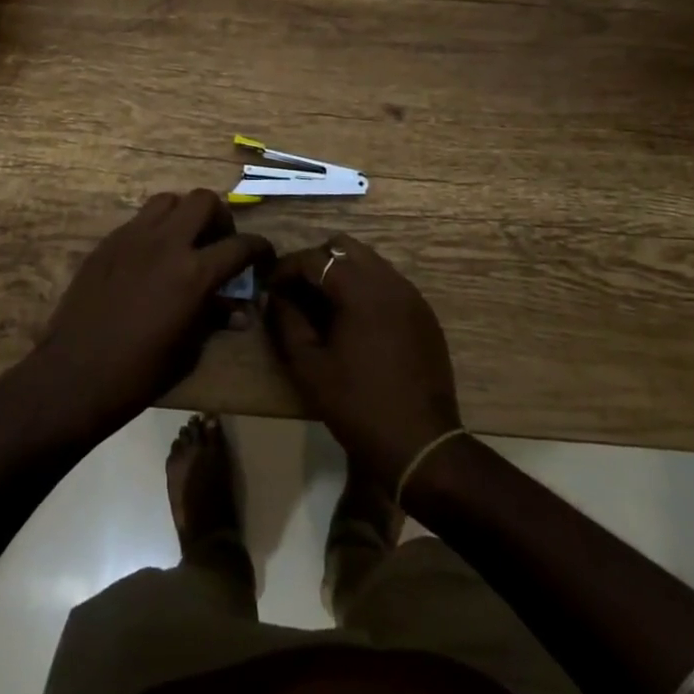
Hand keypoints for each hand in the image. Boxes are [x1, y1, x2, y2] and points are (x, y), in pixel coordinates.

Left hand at [10, 191, 272, 448]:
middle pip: (204, 200)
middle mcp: (166, 243)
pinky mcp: (108, 242)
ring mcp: (133, 237)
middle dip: (219, 217)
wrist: (74, 374)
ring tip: (184, 242)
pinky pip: (139, 220)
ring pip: (168, 200)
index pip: (240, 245)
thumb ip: (215, 318)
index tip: (263, 256)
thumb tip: (239, 310)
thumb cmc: (139, 373)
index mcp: (194, 273)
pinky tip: (150, 258)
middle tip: (218, 241)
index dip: (259, 248)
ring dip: (183, 214)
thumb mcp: (189, 350)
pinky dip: (154, 229)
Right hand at [263, 235, 462, 480]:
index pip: (314, 258)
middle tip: (297, 292)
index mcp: (360, 289)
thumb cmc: (357, 405)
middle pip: (344, 247)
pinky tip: (354, 322)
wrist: (421, 446)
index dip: (286, 269)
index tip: (269, 288)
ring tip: (323, 306)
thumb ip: (286, 321)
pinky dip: (365, 289)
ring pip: (369, 262)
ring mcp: (411, 296)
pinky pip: (388, 283)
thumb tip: (275, 296)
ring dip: (342, 273)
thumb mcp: (309, 366)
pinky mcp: (424, 314)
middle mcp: (389, 281)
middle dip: (315, 262)